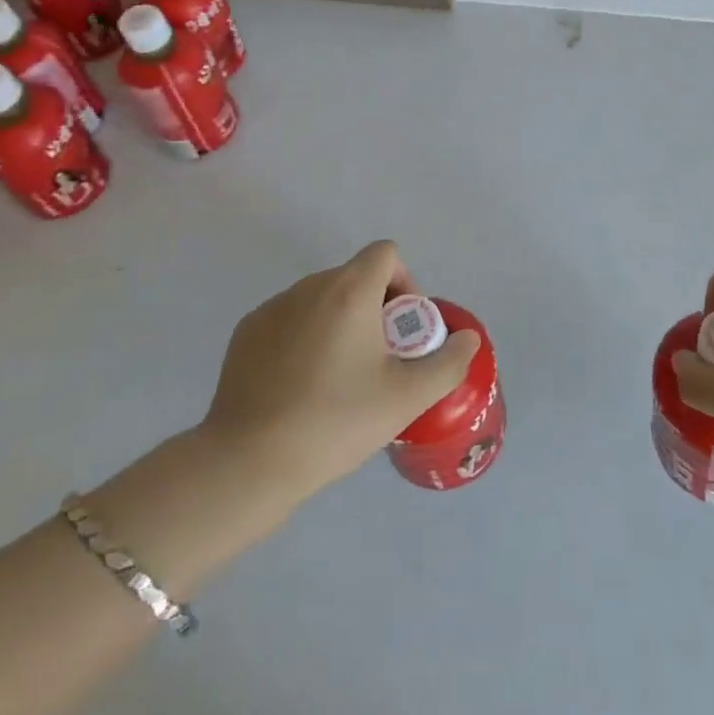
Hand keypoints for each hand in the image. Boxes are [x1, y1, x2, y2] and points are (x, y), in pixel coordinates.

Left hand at [200, 240, 481, 509]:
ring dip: (339, 322)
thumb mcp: (407, 398)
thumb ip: (447, 362)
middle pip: (355, 277)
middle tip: (378, 362)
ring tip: (339, 379)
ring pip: (321, 299)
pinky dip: (304, 337)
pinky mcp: (246, 332)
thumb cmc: (336, 421)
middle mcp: (309, 286)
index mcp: (349, 290)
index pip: (385, 253)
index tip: (403, 329)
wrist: (249, 461)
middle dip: (374, 308)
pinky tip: (300, 387)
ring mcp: (273, 307)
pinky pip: (289, 319)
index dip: (405, 282)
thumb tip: (467, 338)